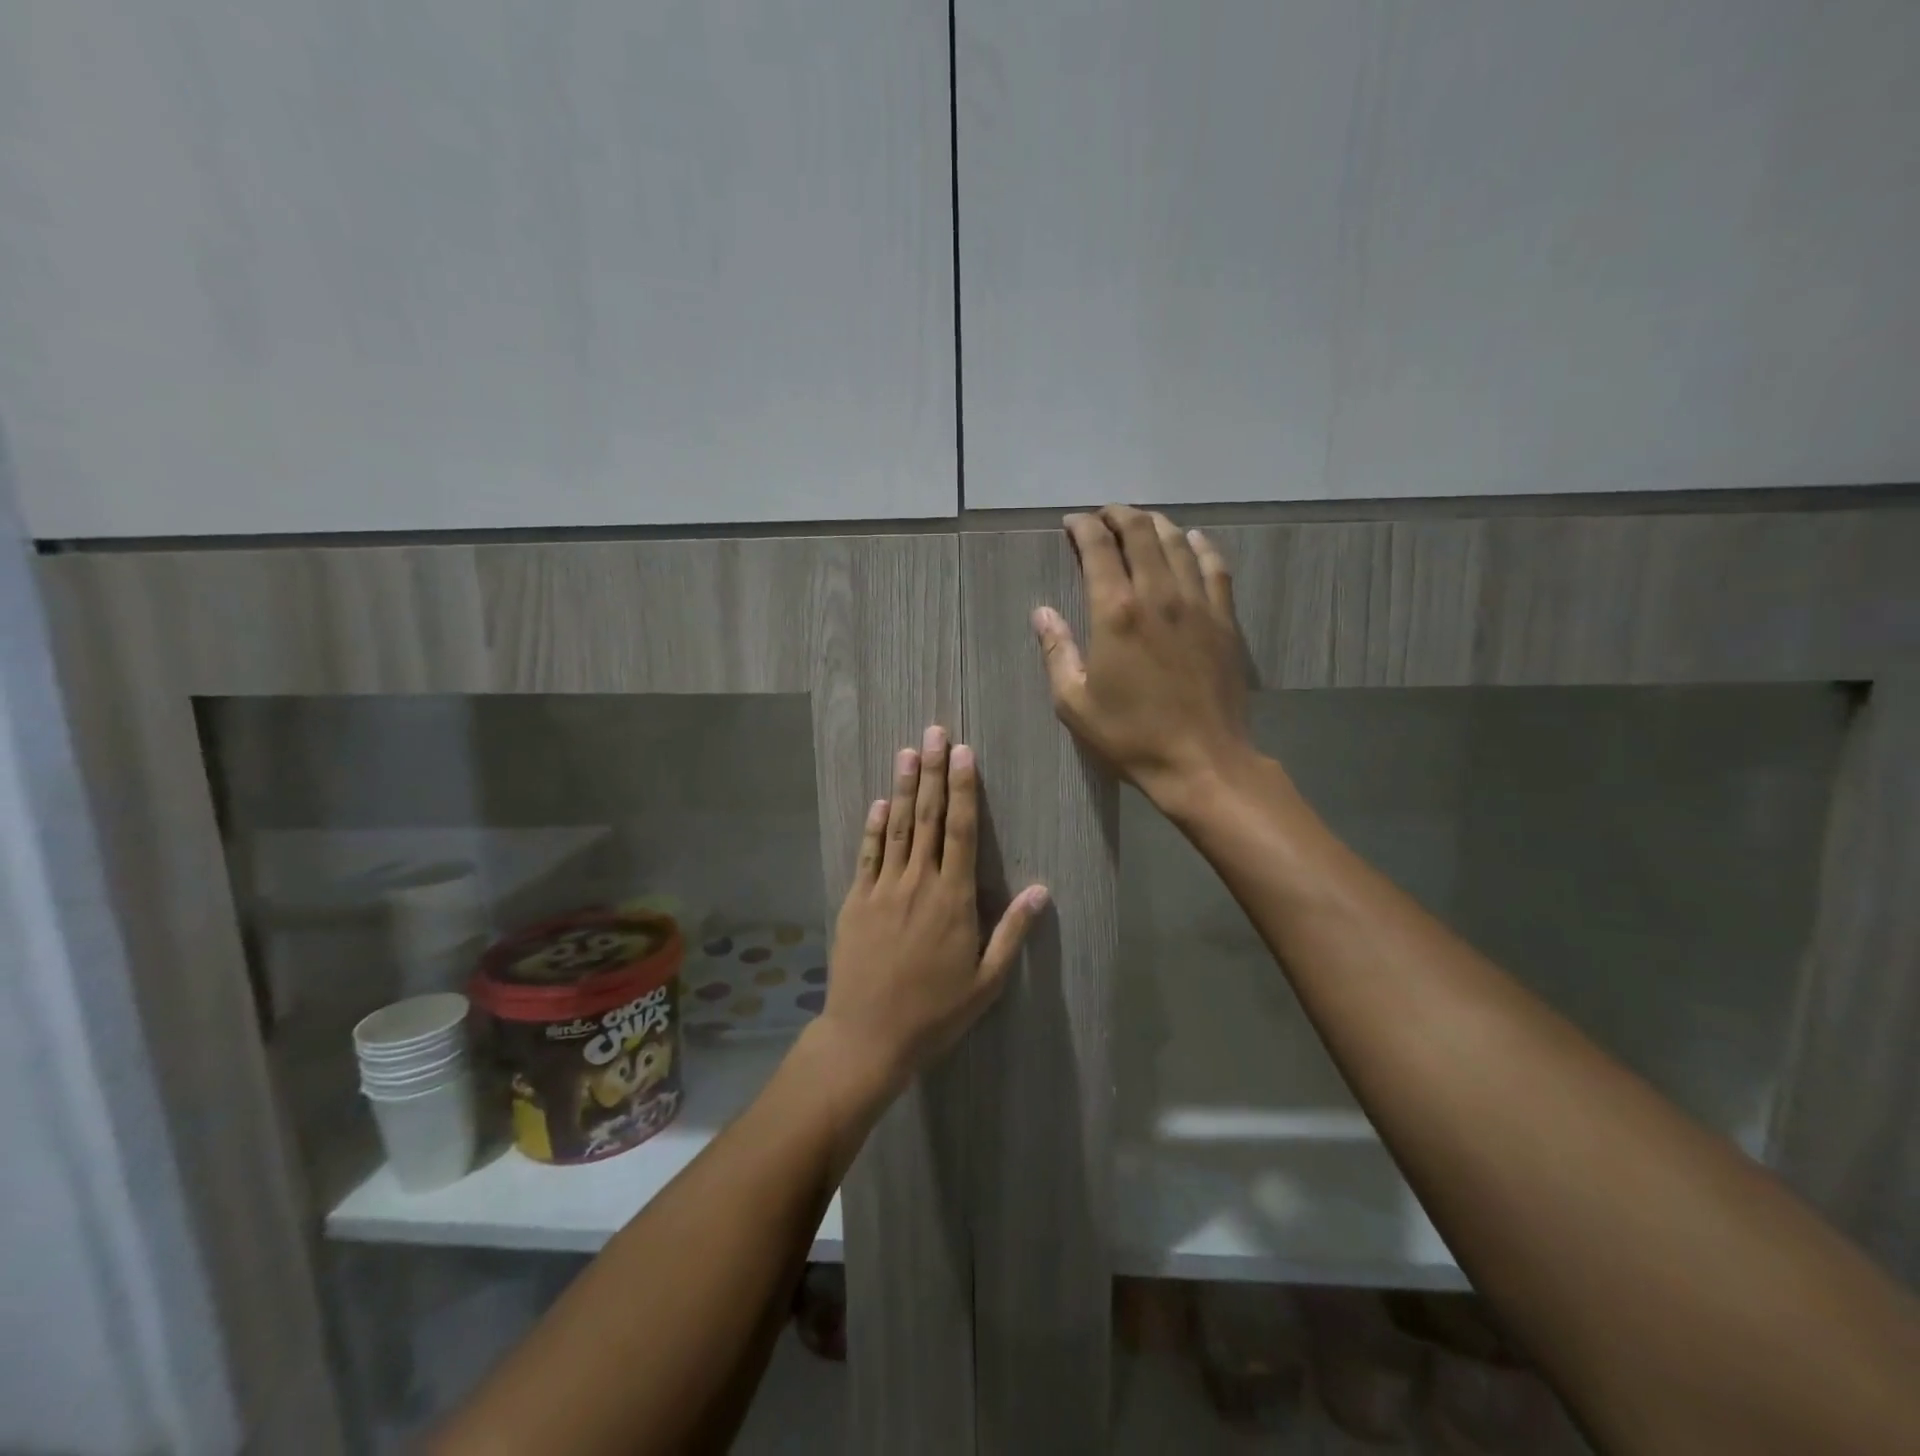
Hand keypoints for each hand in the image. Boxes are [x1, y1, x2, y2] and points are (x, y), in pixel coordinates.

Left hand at [821, 725, 1048, 1089]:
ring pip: (897, 828)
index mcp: (953, 899)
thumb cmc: (935, 1012)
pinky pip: (867, 855)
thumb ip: (1012, 932)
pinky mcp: (856, 901)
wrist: (868, 1037)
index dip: (963, 789)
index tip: (964, 754)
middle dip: (933, 773)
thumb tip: (1041, 889)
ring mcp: (883, 889)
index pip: (962, 831)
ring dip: (904, 788)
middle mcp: (918, 883)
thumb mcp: (986, 981)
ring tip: (907, 752)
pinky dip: (874, 826)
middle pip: (928, 818)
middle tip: (934, 733)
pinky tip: (880, 802)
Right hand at [1033, 506, 1255, 813]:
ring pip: (1177, 543)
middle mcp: (1158, 595)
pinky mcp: (1224, 620)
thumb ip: (1056, 652)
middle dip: (1117, 515)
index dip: (1082, 528)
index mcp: (1115, 613)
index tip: (1072, 523)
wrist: (1202, 761)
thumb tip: (1042, 613)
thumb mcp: (1075, 703)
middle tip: (1102, 516)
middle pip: (1139, 533)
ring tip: (1139, 522)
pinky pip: (1215, 567)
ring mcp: (1197, 604)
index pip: (1097, 549)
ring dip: (1154, 524)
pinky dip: (1200, 546)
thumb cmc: (1131, 736)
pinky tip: (1192, 540)